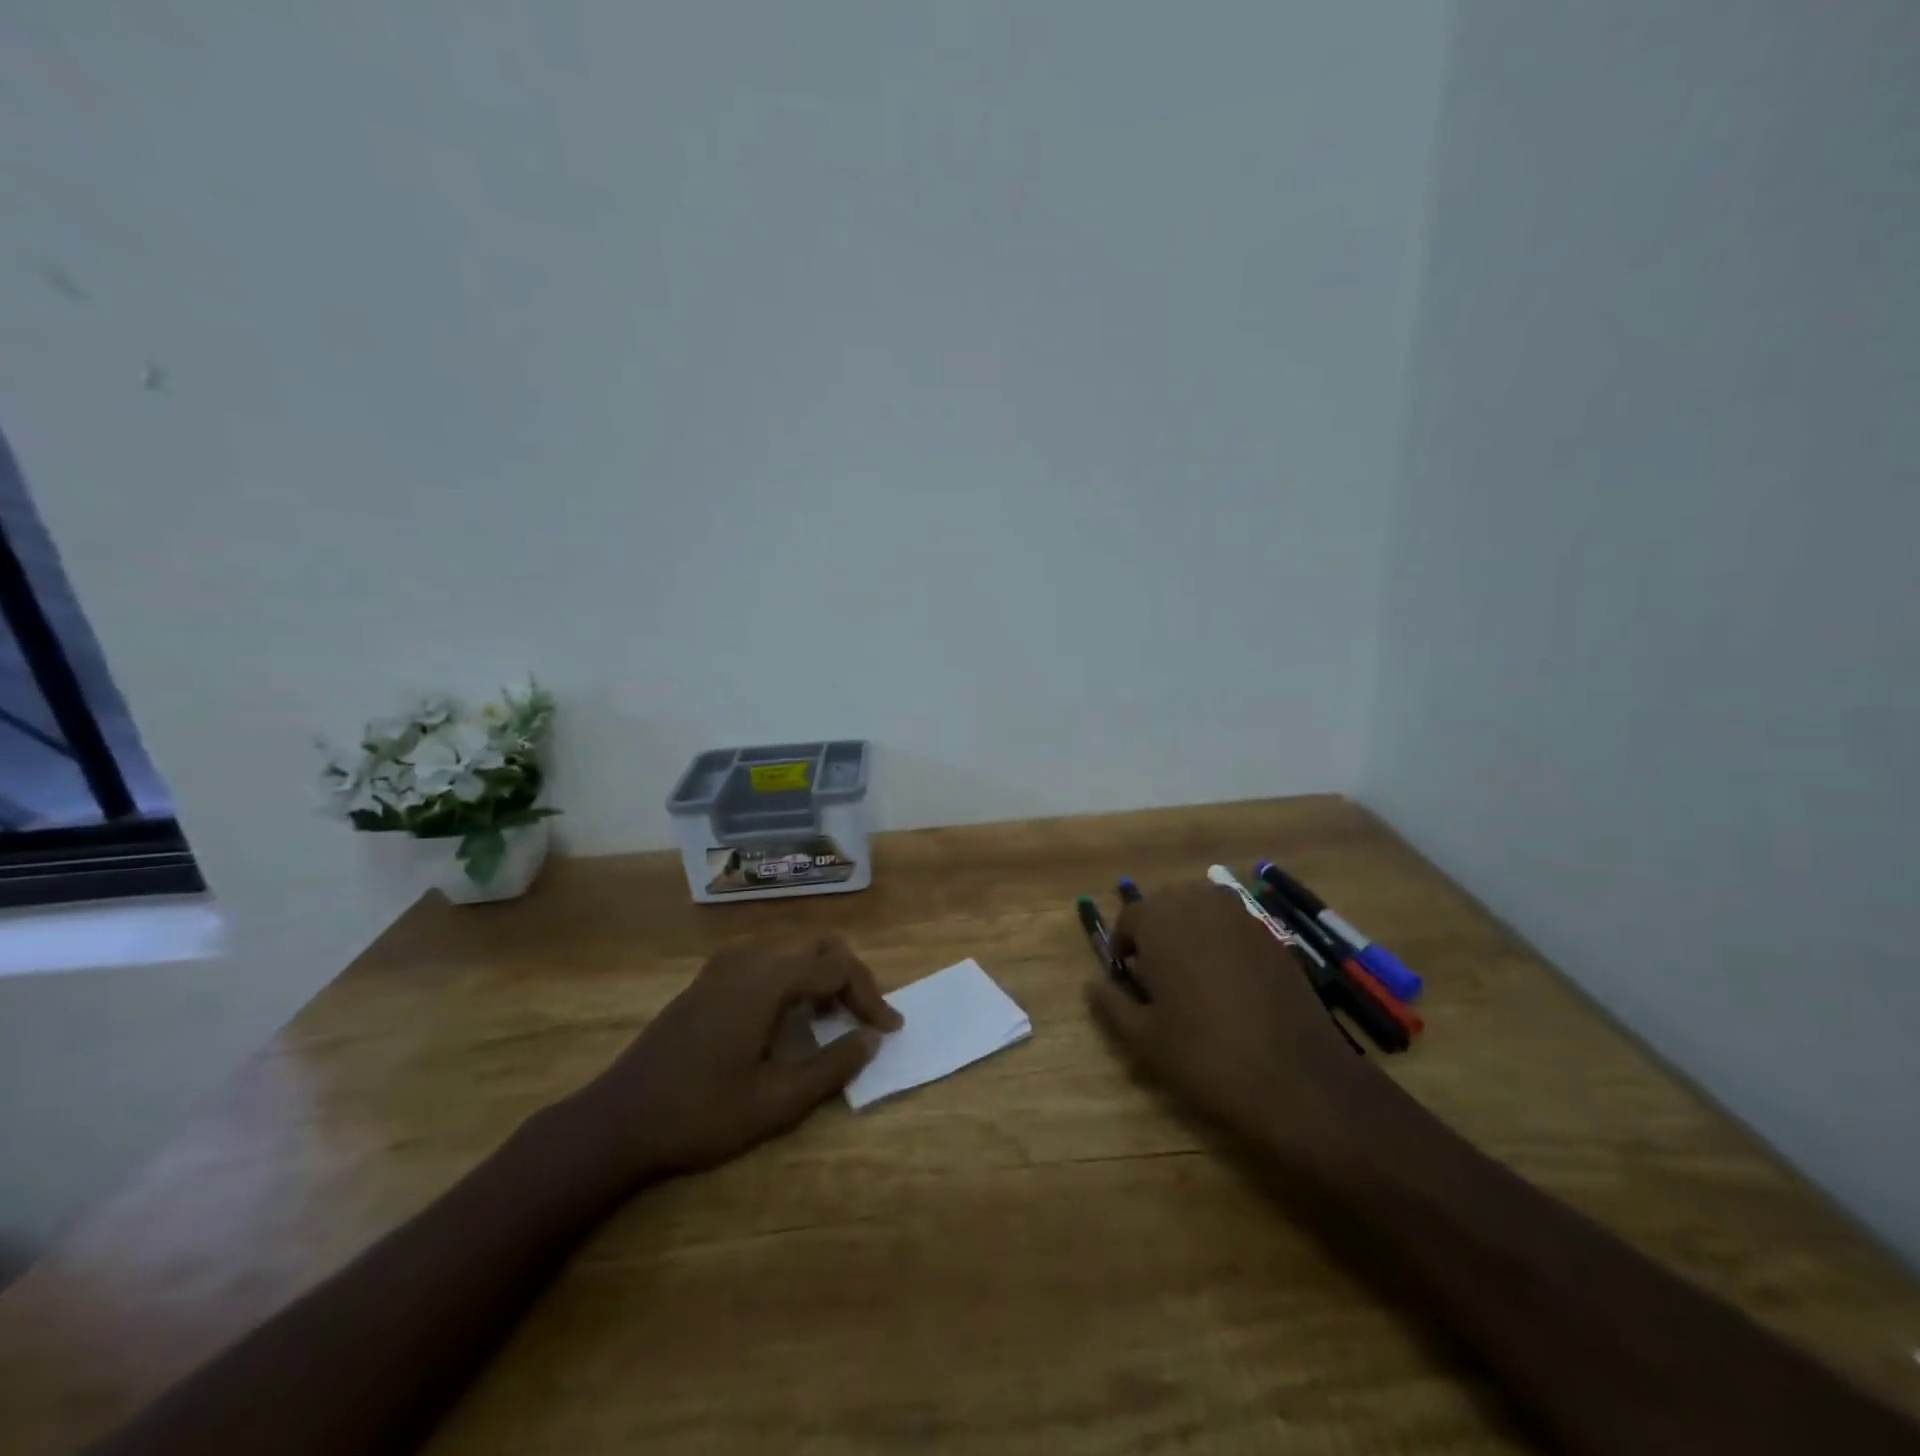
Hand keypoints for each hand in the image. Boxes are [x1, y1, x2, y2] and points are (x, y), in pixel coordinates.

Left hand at [573, 935, 902, 1181]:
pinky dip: (794, 976)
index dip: (871, 996)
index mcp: (767, 979)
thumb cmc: (698, 1115)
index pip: (838, 968)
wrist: (616, 1120)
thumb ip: (831, 1066)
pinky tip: (790, 1015)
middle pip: (819, 946)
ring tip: (834, 1017)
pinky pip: (767, 958)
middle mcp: (748, 957)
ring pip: (793, 948)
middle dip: (851, 977)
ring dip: (822, 974)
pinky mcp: (709, 978)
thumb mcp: (775, 1103)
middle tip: (865, 1019)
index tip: (890, 1030)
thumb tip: (871, 1038)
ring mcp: (724, 964)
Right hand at [1084, 880, 1369, 1146]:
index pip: (1129, 918)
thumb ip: (1111, 1003)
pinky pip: (1233, 925)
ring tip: (1194, 977)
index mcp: (1160, 920)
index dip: (1124, 948)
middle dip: (1157, 933)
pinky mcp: (1273, 934)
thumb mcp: (1144, 1037)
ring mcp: (1241, 915)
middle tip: (1160, 979)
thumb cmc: (1205, 1054)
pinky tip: (1231, 984)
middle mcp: (1199, 903)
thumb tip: (1092, 983)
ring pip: (1201, 909)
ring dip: (1190, 932)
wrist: (1296, 1078)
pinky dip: (1222, 942)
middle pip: (1165, 905)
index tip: (1129, 980)